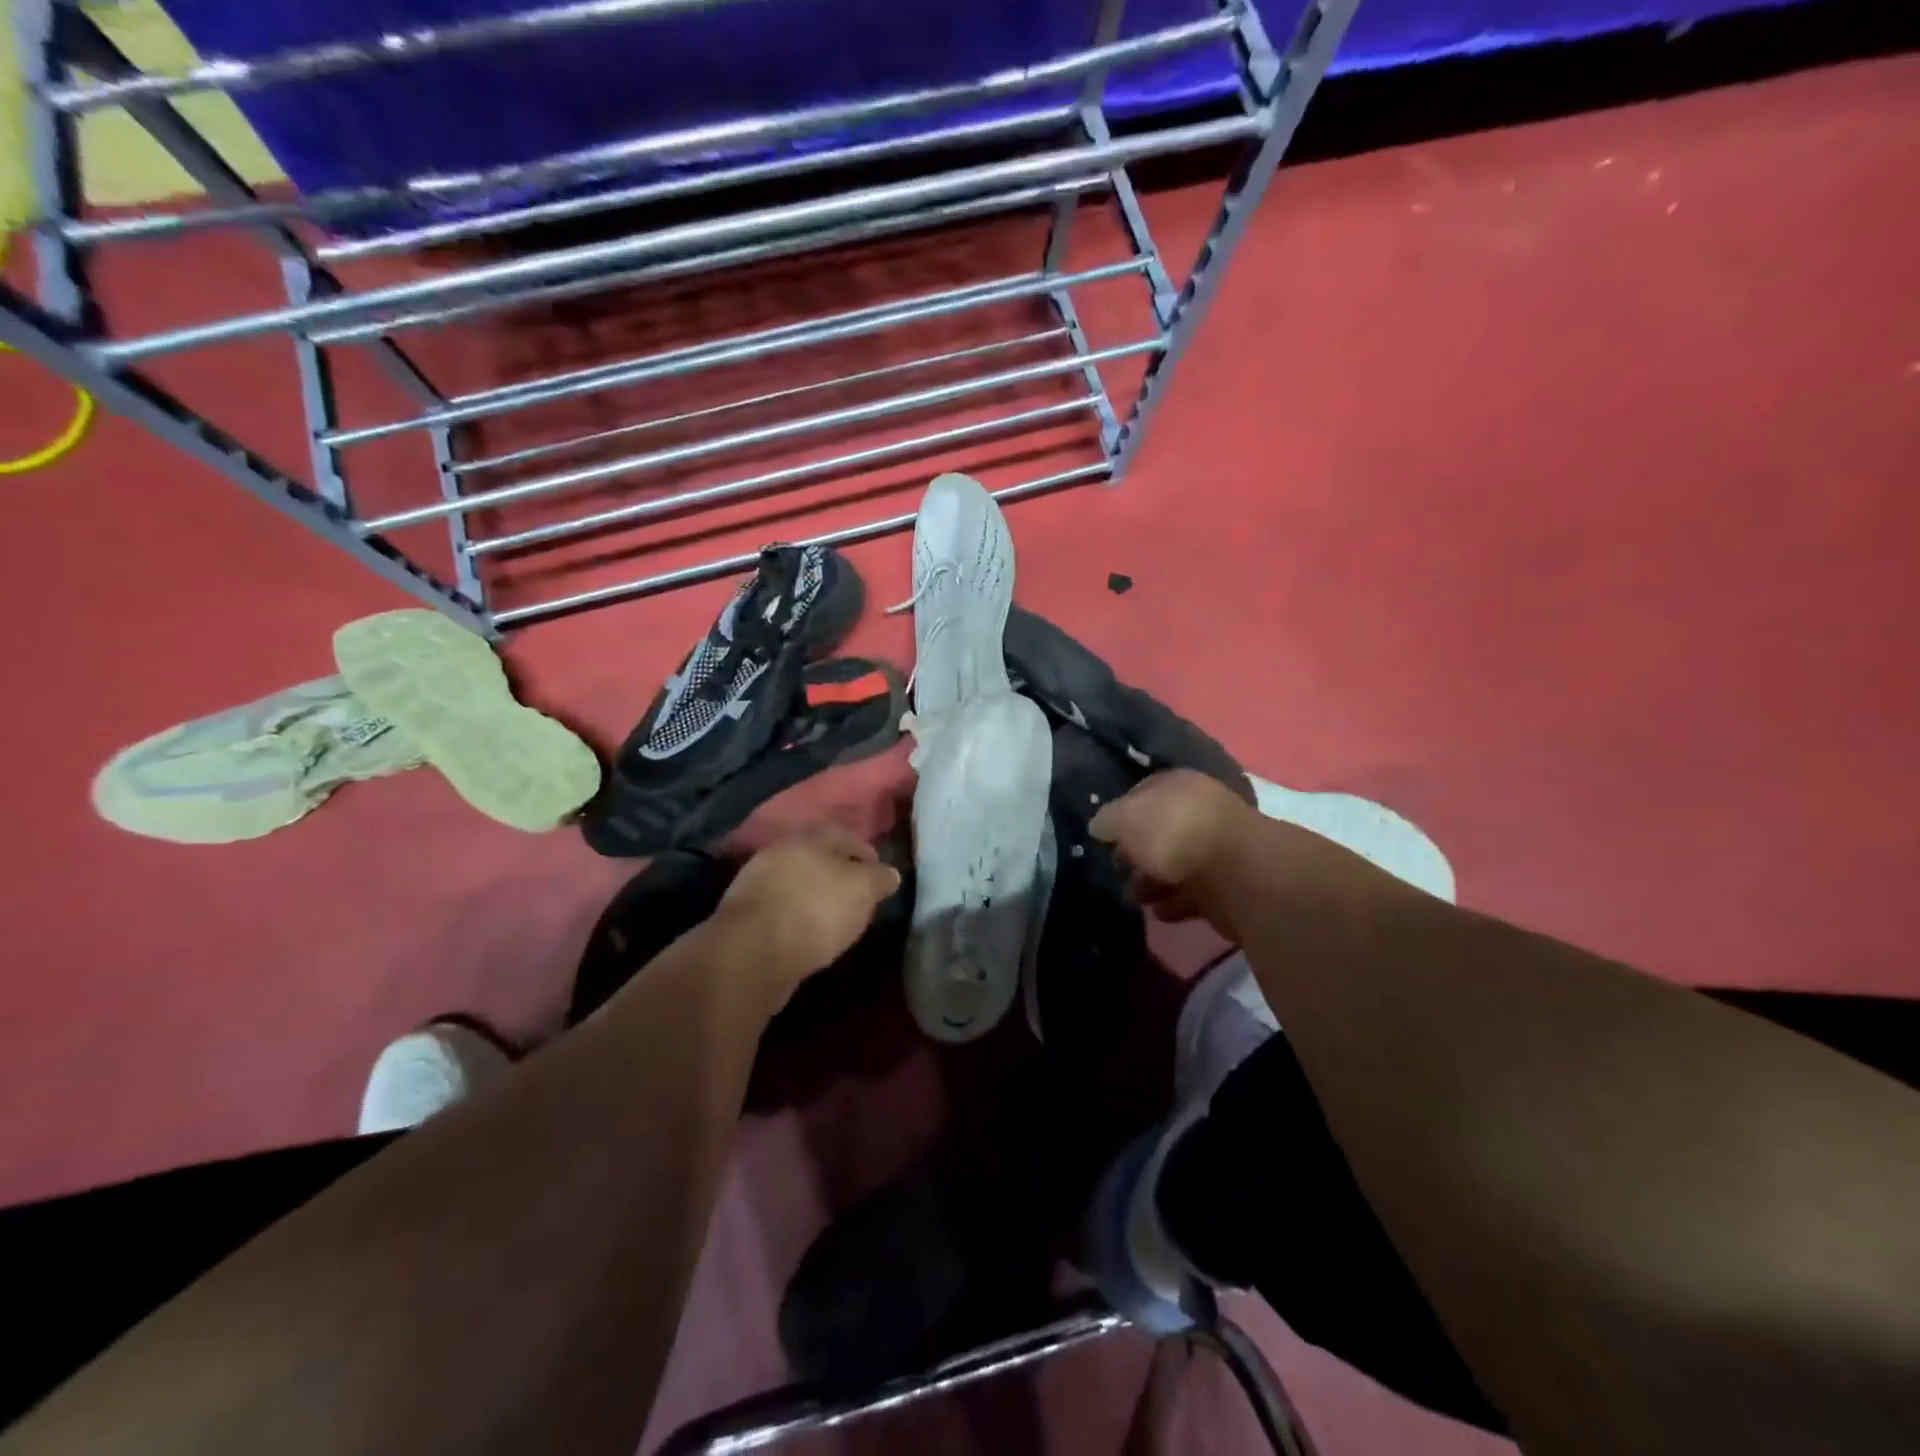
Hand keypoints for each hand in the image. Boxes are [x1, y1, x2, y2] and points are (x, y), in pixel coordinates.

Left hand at [713, 827, 900, 997]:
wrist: (752, 951)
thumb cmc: (816, 909)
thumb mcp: (862, 890)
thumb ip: (879, 878)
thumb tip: (890, 874)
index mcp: (810, 837)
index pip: (844, 835)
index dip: (865, 852)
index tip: (879, 874)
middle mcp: (780, 852)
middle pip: (817, 857)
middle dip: (837, 873)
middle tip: (856, 895)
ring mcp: (757, 882)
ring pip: (796, 882)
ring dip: (814, 896)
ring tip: (833, 918)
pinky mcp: (744, 915)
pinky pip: (780, 908)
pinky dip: (796, 916)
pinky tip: (807, 934)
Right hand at [1090, 769, 1255, 927]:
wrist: (1237, 873)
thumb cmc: (1174, 833)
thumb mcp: (1125, 818)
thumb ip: (1107, 820)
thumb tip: (1100, 826)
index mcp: (1177, 785)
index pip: (1141, 794)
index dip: (1120, 815)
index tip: (1104, 839)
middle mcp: (1199, 810)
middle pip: (1159, 831)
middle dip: (1137, 854)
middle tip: (1118, 872)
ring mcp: (1216, 847)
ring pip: (1175, 864)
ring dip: (1153, 882)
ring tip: (1136, 899)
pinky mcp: (1228, 883)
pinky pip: (1194, 892)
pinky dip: (1175, 902)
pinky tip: (1160, 913)